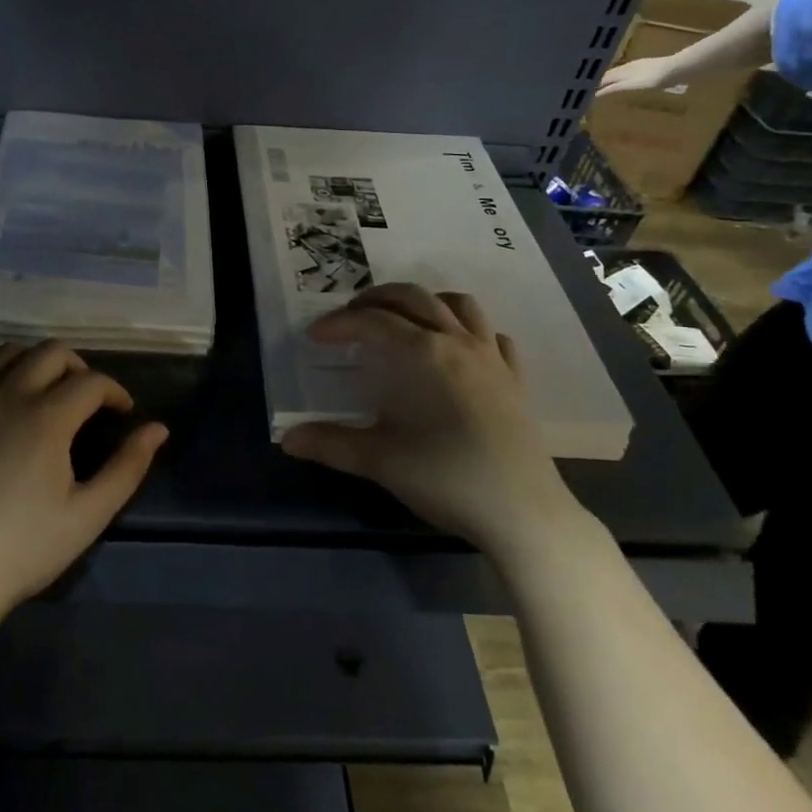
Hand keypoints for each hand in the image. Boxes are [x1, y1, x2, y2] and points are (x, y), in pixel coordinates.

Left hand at [0, 341, 167, 619]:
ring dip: (37, 362)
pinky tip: (3, 399)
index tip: (124, 414)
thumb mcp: (89, 514)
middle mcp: (7, 398)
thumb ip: (128, 467)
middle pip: (50, 352)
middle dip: (80, 367)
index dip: (115, 392)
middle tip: (89, 400)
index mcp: (46, 418)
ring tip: (48, 392)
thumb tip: (158, 429)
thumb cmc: (25, 549)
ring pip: (7, 354)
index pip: (91, 381)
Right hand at [281, 284, 581, 554]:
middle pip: (414, 298)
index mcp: (421, 354)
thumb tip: (288, 439)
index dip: (339, 324)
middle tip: (351, 317)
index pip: (371, 322)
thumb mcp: (380, 461)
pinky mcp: (515, 379)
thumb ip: (331, 444)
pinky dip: (470, 330)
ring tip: (403, 318)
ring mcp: (492, 358)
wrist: (523, 513)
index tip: (315, 335)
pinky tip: (458, 348)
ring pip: (459, 305)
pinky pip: (493, 336)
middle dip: (377, 299)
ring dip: (426, 301)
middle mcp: (457, 343)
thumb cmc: (446, 478)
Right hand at [595, 54, 682, 97]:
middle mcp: (627, 66)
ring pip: (620, 72)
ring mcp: (638, 65)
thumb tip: (594, 93)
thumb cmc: (652, 79)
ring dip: (612, 79)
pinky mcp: (649, 66)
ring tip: (608, 87)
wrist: (677, 69)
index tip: (586, 92)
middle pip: (610, 74)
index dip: (594, 85)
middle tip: (594, 90)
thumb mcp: (630, 86)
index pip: (602, 78)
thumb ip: (613, 89)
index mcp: (621, 71)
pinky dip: (623, 78)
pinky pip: (630, 72)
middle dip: (601, 81)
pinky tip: (627, 82)